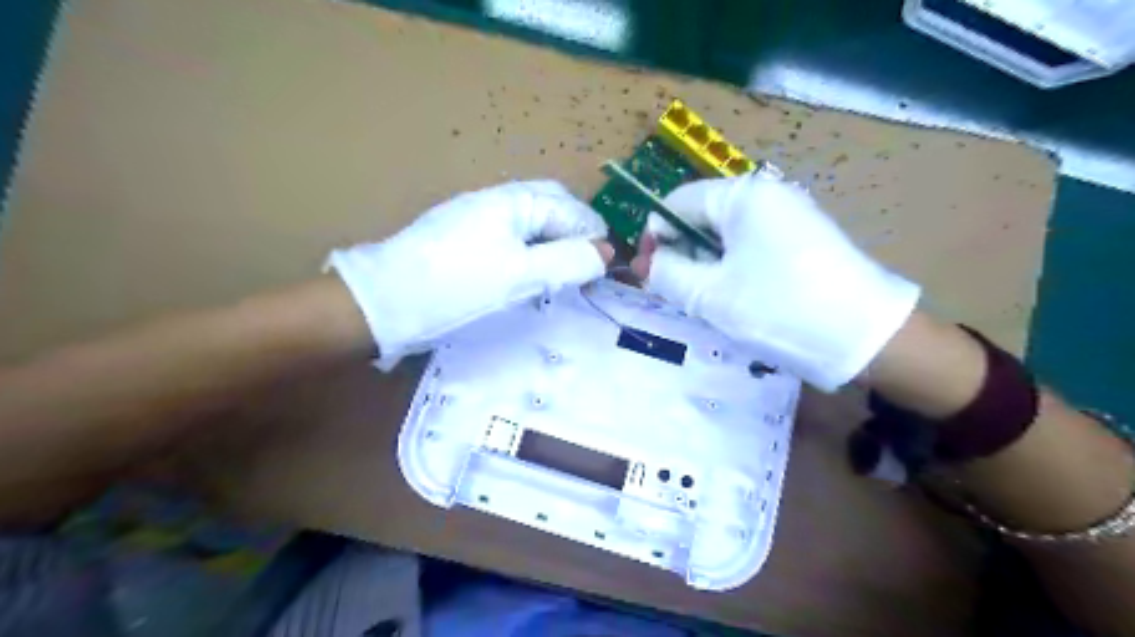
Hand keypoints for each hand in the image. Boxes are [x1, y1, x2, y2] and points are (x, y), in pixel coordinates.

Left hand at [328, 179, 611, 367]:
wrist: (385, 301)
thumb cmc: (457, 285)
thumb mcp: (519, 275)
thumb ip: (567, 262)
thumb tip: (606, 254)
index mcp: (513, 200)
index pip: (569, 209)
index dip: (592, 236)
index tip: (603, 269)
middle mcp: (497, 201)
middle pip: (551, 209)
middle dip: (574, 234)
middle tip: (585, 269)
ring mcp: (477, 219)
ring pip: (531, 225)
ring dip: (553, 245)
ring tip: (562, 275)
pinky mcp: (464, 239)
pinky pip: (511, 238)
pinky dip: (530, 254)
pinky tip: (528, 275)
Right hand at [630, 175, 919, 393]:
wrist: (866, 338)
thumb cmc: (778, 308)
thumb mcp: (709, 294)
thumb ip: (666, 273)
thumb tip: (648, 261)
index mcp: (743, 195)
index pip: (678, 203)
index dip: (656, 235)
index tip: (648, 272)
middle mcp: (767, 195)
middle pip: (703, 218)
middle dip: (682, 254)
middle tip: (675, 294)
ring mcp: (789, 216)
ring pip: (726, 237)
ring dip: (706, 266)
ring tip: (706, 302)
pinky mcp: (803, 239)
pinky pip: (751, 247)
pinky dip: (733, 270)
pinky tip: (737, 299)